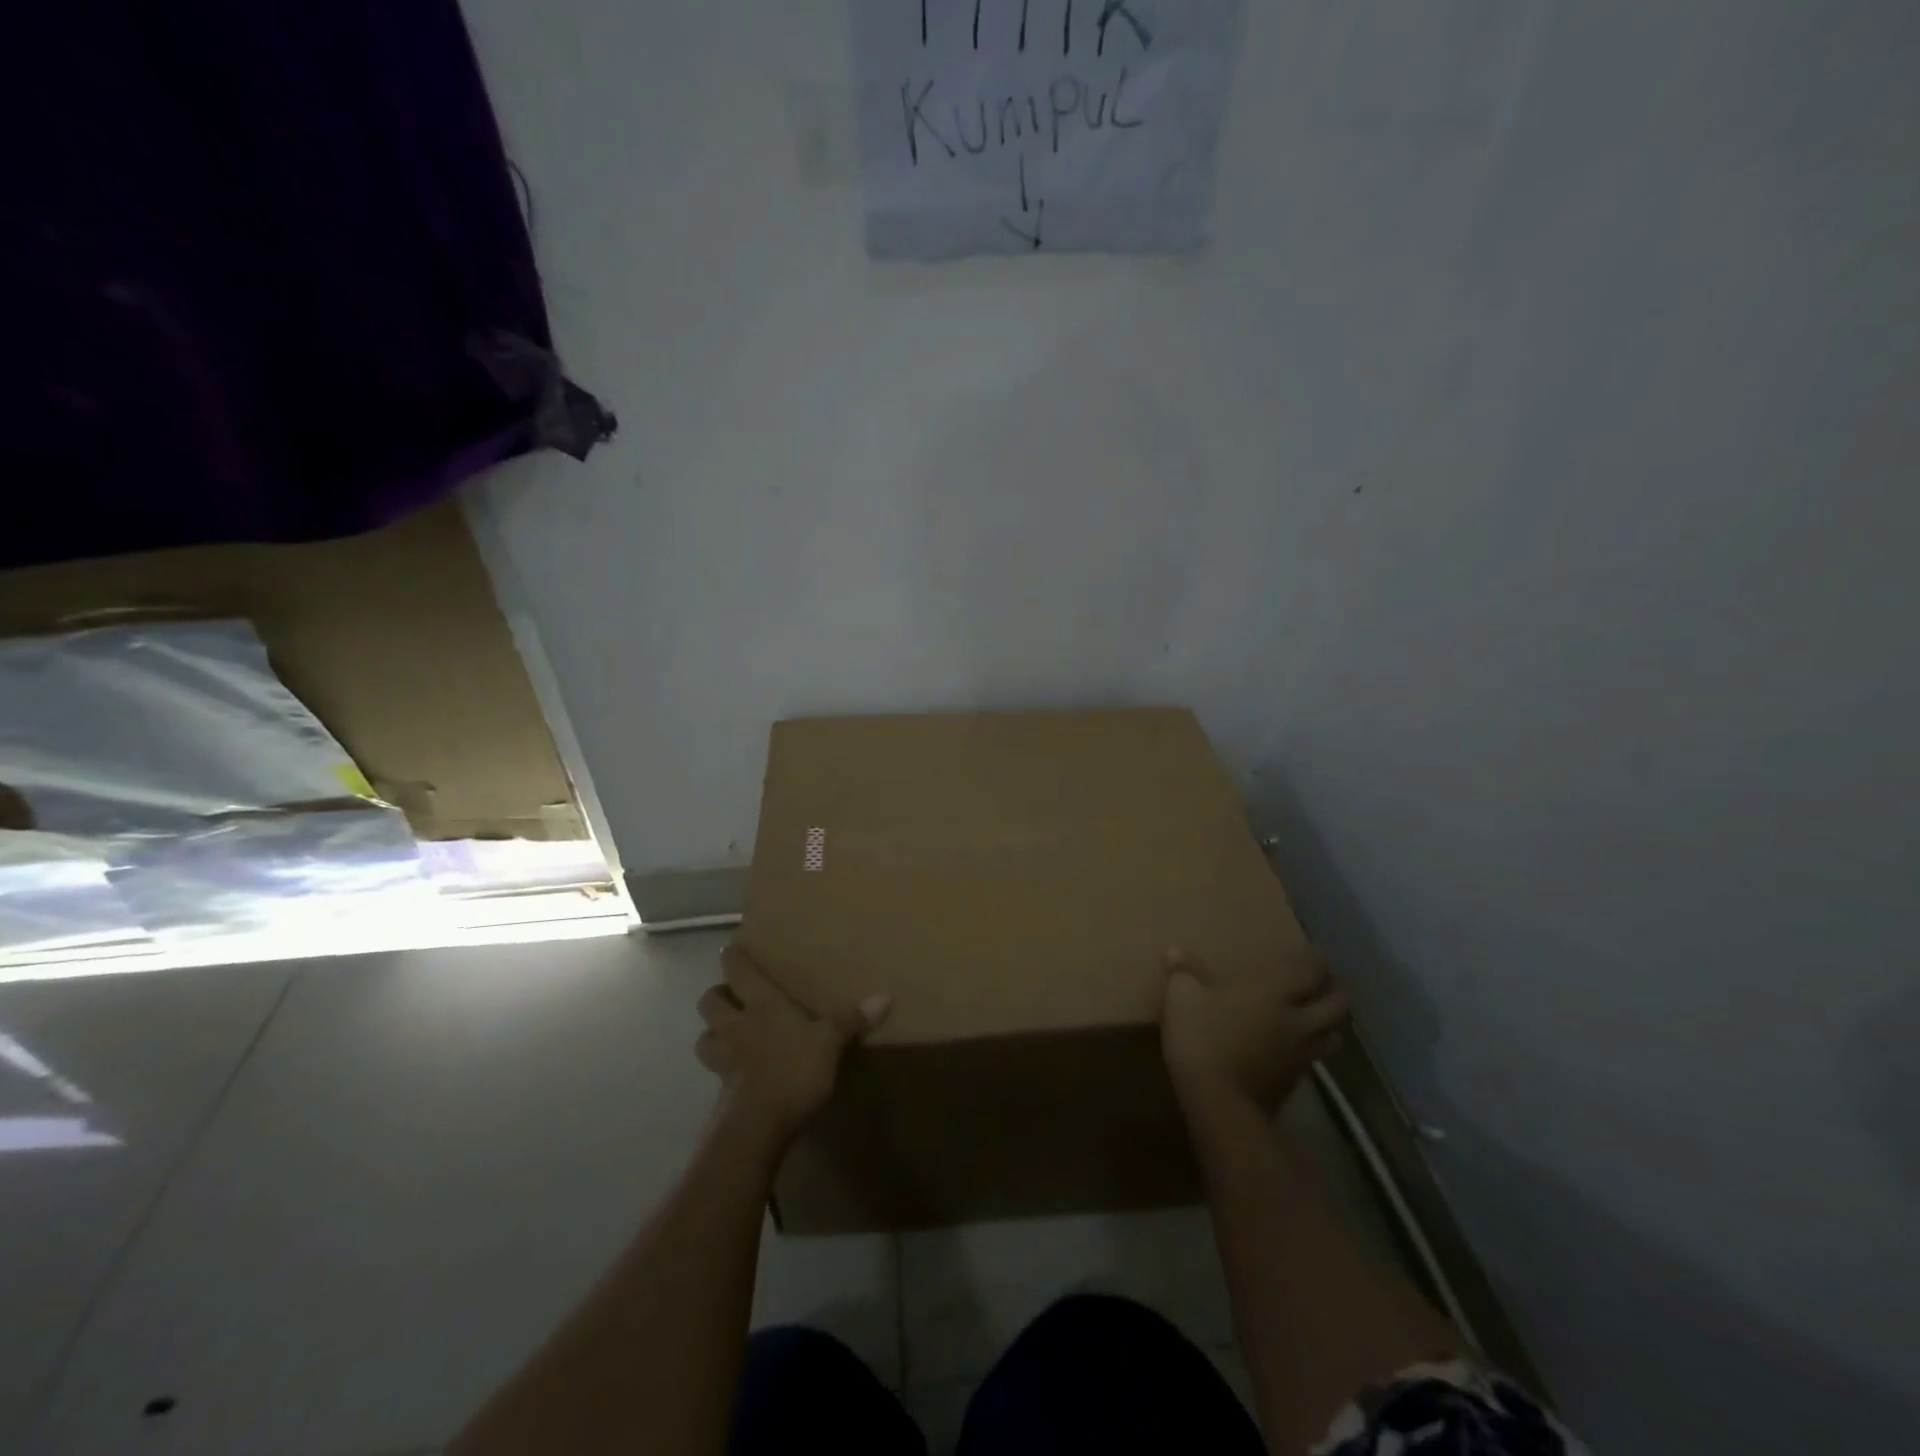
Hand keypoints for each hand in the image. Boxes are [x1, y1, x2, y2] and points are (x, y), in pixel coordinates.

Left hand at [695, 944, 889, 1148]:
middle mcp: (735, 1024)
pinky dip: (722, 1066)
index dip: (733, 957)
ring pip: (703, 1036)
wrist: (757, 1126)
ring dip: (712, 1032)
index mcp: (760, 1004)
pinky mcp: (721, 1089)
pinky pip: (714, 1069)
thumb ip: (852, 1019)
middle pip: (709, 1000)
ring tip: (729, 1034)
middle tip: (735, 996)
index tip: (736, 950)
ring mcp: (723, 1058)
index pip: (735, 968)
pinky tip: (738, 1072)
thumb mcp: (830, 1042)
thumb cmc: (793, 1070)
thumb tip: (886, 996)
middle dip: (718, 995)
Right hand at [1159, 944, 1348, 1121]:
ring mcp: (1300, 1054)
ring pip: (1332, 1034)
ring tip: (1324, 1016)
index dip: (1317, 959)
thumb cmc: (1203, 1039)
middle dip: (1338, 990)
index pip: (1309, 970)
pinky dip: (1315, 1049)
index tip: (1319, 951)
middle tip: (1333, 981)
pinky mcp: (1294, 1082)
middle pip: (1335, 1004)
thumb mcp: (1181, 999)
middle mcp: (1297, 1020)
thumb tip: (1173, 949)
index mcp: (1274, 992)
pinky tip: (1302, 1049)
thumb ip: (1181, 972)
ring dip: (1332, 1023)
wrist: (1221, 1105)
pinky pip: (1315, 1059)